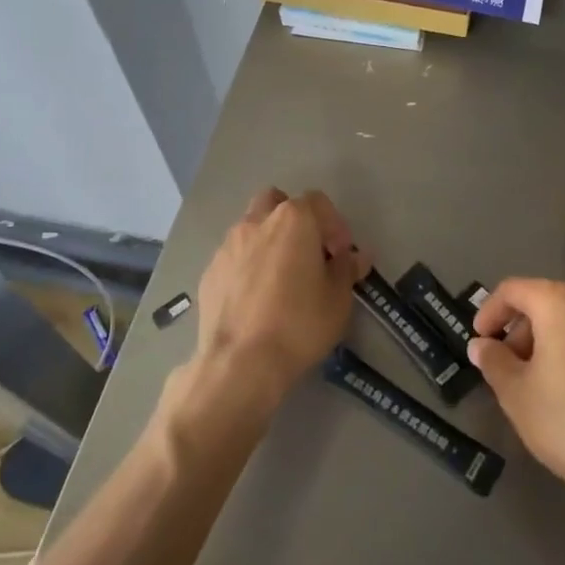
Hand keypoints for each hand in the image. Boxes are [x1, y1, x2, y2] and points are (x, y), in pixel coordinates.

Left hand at [189, 188, 367, 417]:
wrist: (240, 363)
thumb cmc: (299, 324)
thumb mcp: (338, 299)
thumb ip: (346, 269)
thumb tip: (355, 256)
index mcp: (293, 220)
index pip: (317, 202)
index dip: (334, 225)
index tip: (340, 254)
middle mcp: (256, 223)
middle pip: (276, 202)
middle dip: (293, 219)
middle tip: (307, 252)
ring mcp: (227, 246)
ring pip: (250, 228)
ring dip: (267, 242)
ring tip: (280, 278)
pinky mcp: (209, 273)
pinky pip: (233, 258)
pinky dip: (246, 267)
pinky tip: (255, 299)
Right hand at [468, 279, 564, 500]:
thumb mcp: (515, 392)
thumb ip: (493, 361)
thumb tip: (482, 345)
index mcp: (558, 302)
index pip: (512, 290)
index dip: (489, 312)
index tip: (479, 342)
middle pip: (541, 303)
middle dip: (516, 331)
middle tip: (502, 368)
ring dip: (542, 343)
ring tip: (530, 384)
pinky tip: (561, 392)